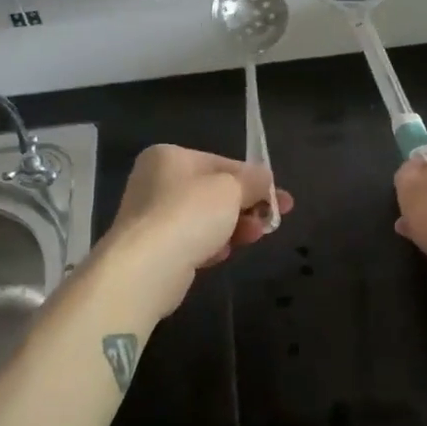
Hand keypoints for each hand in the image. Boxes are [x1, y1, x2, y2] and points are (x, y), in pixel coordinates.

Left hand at [102, 146, 293, 313]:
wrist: (146, 268)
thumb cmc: (190, 214)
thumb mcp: (231, 188)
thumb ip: (253, 181)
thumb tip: (266, 179)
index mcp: (169, 157)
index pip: (222, 163)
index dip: (254, 180)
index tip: (280, 198)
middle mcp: (156, 182)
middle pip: (214, 192)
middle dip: (246, 206)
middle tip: (273, 220)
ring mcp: (152, 216)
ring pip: (205, 218)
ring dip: (233, 227)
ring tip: (254, 237)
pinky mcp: (154, 249)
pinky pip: (191, 241)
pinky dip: (210, 245)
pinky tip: (222, 254)